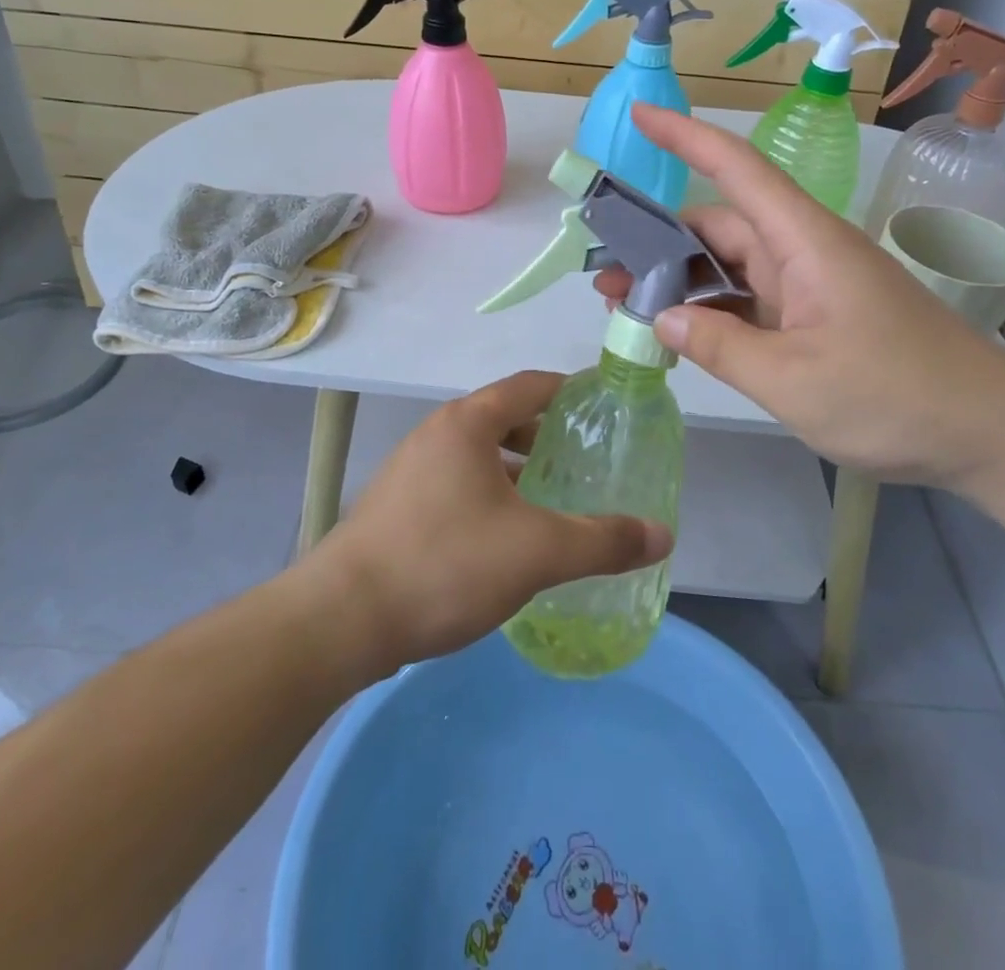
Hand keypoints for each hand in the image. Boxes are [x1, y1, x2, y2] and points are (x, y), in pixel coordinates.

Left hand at [313, 371, 673, 669]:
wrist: (342, 619)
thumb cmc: (444, 564)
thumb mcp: (536, 551)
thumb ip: (602, 540)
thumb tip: (663, 535)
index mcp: (467, 423)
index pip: (530, 385)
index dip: (570, 390)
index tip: (604, 406)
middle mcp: (436, 434)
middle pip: (503, 418)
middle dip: (545, 436)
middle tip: (584, 462)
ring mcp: (410, 470)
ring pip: (478, 456)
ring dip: (516, 470)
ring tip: (551, 501)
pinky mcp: (397, 506)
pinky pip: (456, 484)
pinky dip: (489, 495)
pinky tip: (505, 537)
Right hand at [594, 104, 1004, 486]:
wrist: (989, 433)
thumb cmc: (895, 395)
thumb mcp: (793, 380)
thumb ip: (719, 346)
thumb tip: (662, 316)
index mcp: (803, 241)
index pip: (736, 169)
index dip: (686, 136)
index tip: (638, 116)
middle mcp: (802, 251)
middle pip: (720, 225)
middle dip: (660, 243)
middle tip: (605, 275)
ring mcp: (809, 285)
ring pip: (731, 266)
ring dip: (682, 282)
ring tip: (627, 306)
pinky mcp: (815, 317)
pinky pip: (751, 299)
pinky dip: (713, 311)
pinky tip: (680, 333)